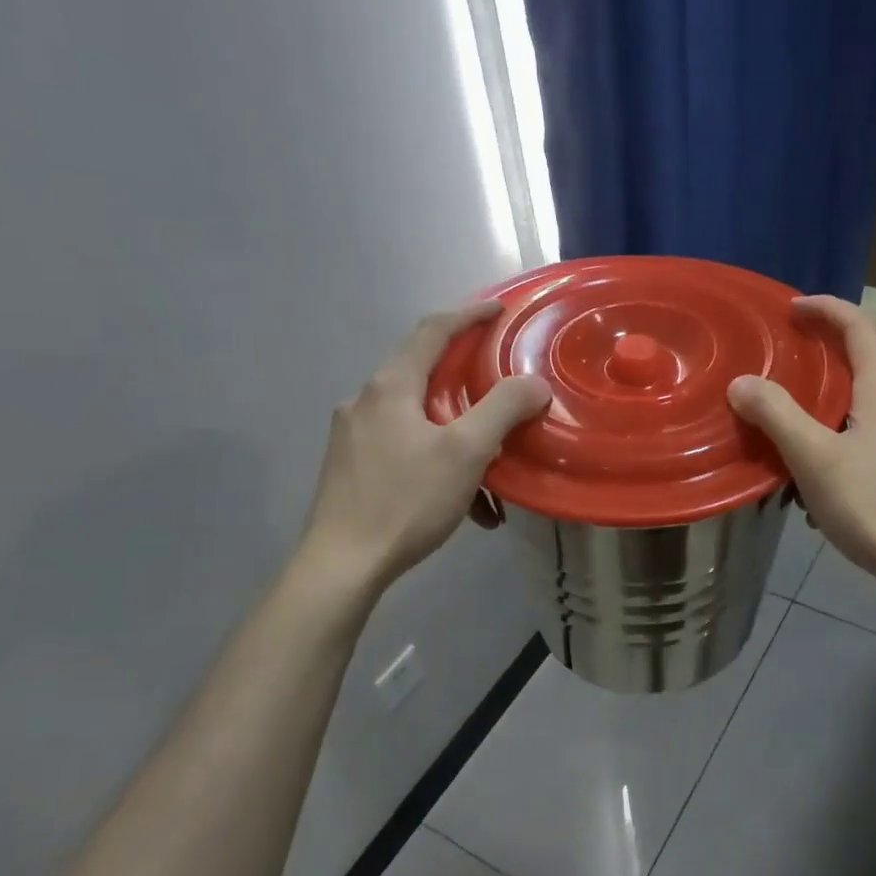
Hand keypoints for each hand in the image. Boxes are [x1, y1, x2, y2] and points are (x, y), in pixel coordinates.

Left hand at [298, 301, 549, 592]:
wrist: (342, 564)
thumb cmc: (406, 500)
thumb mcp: (466, 451)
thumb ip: (503, 408)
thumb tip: (533, 383)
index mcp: (390, 386)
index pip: (432, 330)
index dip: (468, 315)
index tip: (499, 310)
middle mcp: (365, 401)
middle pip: (424, 373)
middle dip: (468, 381)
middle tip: (502, 388)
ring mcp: (353, 436)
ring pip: (418, 418)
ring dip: (459, 435)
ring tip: (492, 469)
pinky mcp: (351, 468)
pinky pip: (405, 450)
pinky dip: (438, 464)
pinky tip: (464, 504)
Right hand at [727, 296, 875, 599]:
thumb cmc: (875, 507)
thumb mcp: (815, 459)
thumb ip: (777, 415)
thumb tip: (742, 382)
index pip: (860, 329)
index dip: (826, 308)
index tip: (792, 307)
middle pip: (861, 374)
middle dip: (818, 374)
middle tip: (778, 388)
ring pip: (863, 418)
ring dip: (826, 423)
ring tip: (790, 454)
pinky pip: (871, 450)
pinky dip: (841, 454)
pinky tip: (821, 495)